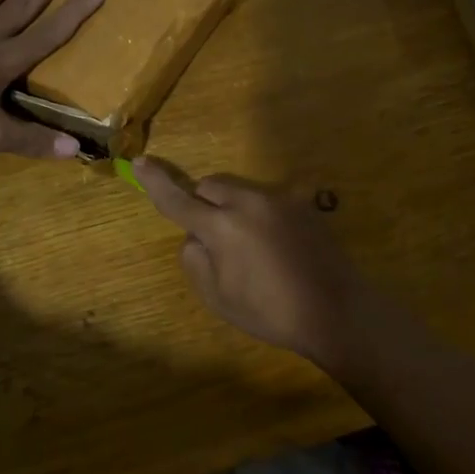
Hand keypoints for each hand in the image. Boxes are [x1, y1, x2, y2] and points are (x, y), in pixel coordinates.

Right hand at [133, 159, 375, 372]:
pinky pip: (266, 201)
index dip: (155, 183)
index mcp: (222, 226)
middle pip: (211, 186)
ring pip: (240, 191)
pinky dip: (259, 216)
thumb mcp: (218, 297)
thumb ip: (195, 260)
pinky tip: (276, 248)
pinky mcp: (302, 205)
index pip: (179, 199)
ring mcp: (279, 200)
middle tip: (212, 240)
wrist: (335, 310)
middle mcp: (249, 202)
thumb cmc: (270, 311)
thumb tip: (196, 238)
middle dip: (202, 203)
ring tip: (250, 249)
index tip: (139, 162)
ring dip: (231, 208)